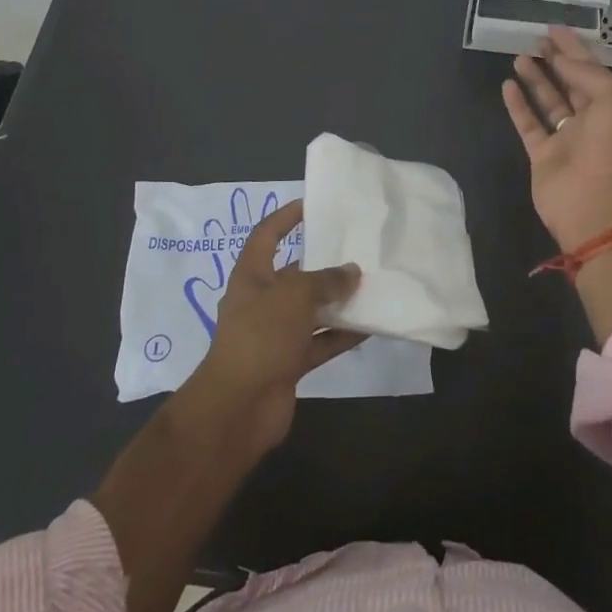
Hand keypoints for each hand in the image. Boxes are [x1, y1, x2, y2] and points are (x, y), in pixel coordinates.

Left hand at [180, 199, 362, 456]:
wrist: (239, 407)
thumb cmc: (260, 336)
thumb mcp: (295, 295)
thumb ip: (326, 280)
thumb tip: (352, 272)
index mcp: (251, 276)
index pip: (266, 235)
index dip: (285, 218)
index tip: (312, 204)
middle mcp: (261, 301)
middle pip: (294, 274)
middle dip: (323, 264)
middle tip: (357, 249)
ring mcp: (275, 334)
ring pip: (311, 310)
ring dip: (338, 301)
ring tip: (372, 285)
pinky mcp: (289, 362)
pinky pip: (320, 341)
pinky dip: (342, 334)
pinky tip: (371, 326)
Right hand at [501, 25, 611, 248]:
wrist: (592, 203)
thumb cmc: (609, 147)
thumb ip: (587, 73)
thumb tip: (563, 60)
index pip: (593, 69)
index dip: (575, 47)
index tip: (555, 28)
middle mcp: (592, 120)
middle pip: (571, 83)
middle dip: (556, 59)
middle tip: (536, 39)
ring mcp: (566, 138)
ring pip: (549, 102)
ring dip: (536, 79)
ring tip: (519, 57)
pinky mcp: (543, 155)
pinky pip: (529, 124)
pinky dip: (518, 105)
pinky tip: (507, 85)